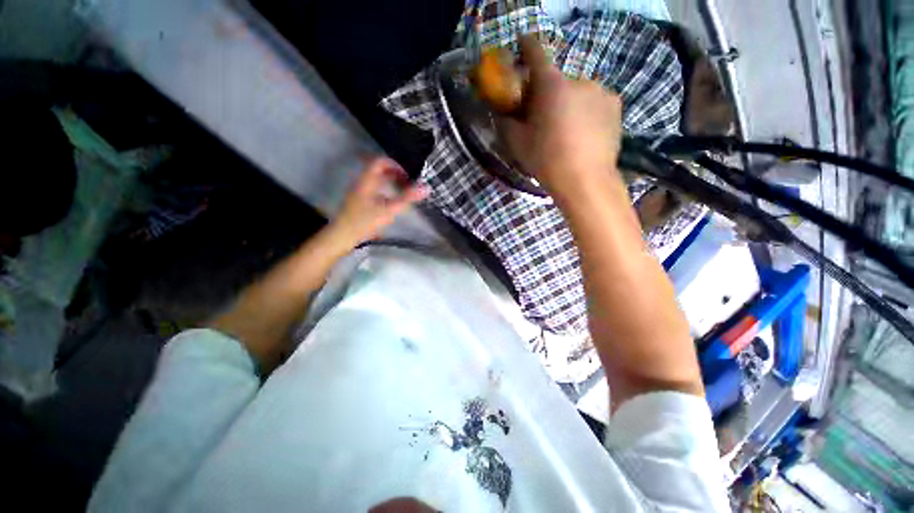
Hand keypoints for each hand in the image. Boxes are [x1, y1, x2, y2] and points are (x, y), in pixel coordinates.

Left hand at [329, 156, 428, 247]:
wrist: (343, 236)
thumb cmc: (365, 221)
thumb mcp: (389, 210)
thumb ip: (407, 198)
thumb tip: (426, 188)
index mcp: (367, 180)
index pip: (380, 161)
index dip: (395, 165)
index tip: (407, 176)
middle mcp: (362, 182)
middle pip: (378, 169)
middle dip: (395, 174)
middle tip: (407, 184)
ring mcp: (359, 191)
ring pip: (376, 179)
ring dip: (390, 182)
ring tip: (402, 192)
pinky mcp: (358, 201)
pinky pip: (374, 188)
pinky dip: (385, 190)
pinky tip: (391, 202)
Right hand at [502, 36, 623, 198]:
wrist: (585, 181)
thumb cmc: (547, 161)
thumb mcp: (518, 144)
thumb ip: (507, 122)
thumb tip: (502, 111)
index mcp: (551, 85)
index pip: (536, 53)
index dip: (526, 46)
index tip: (522, 45)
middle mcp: (578, 79)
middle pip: (557, 80)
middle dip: (547, 93)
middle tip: (543, 117)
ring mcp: (600, 90)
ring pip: (577, 92)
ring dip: (568, 103)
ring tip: (566, 130)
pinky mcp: (615, 104)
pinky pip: (594, 101)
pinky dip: (586, 111)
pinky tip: (584, 132)